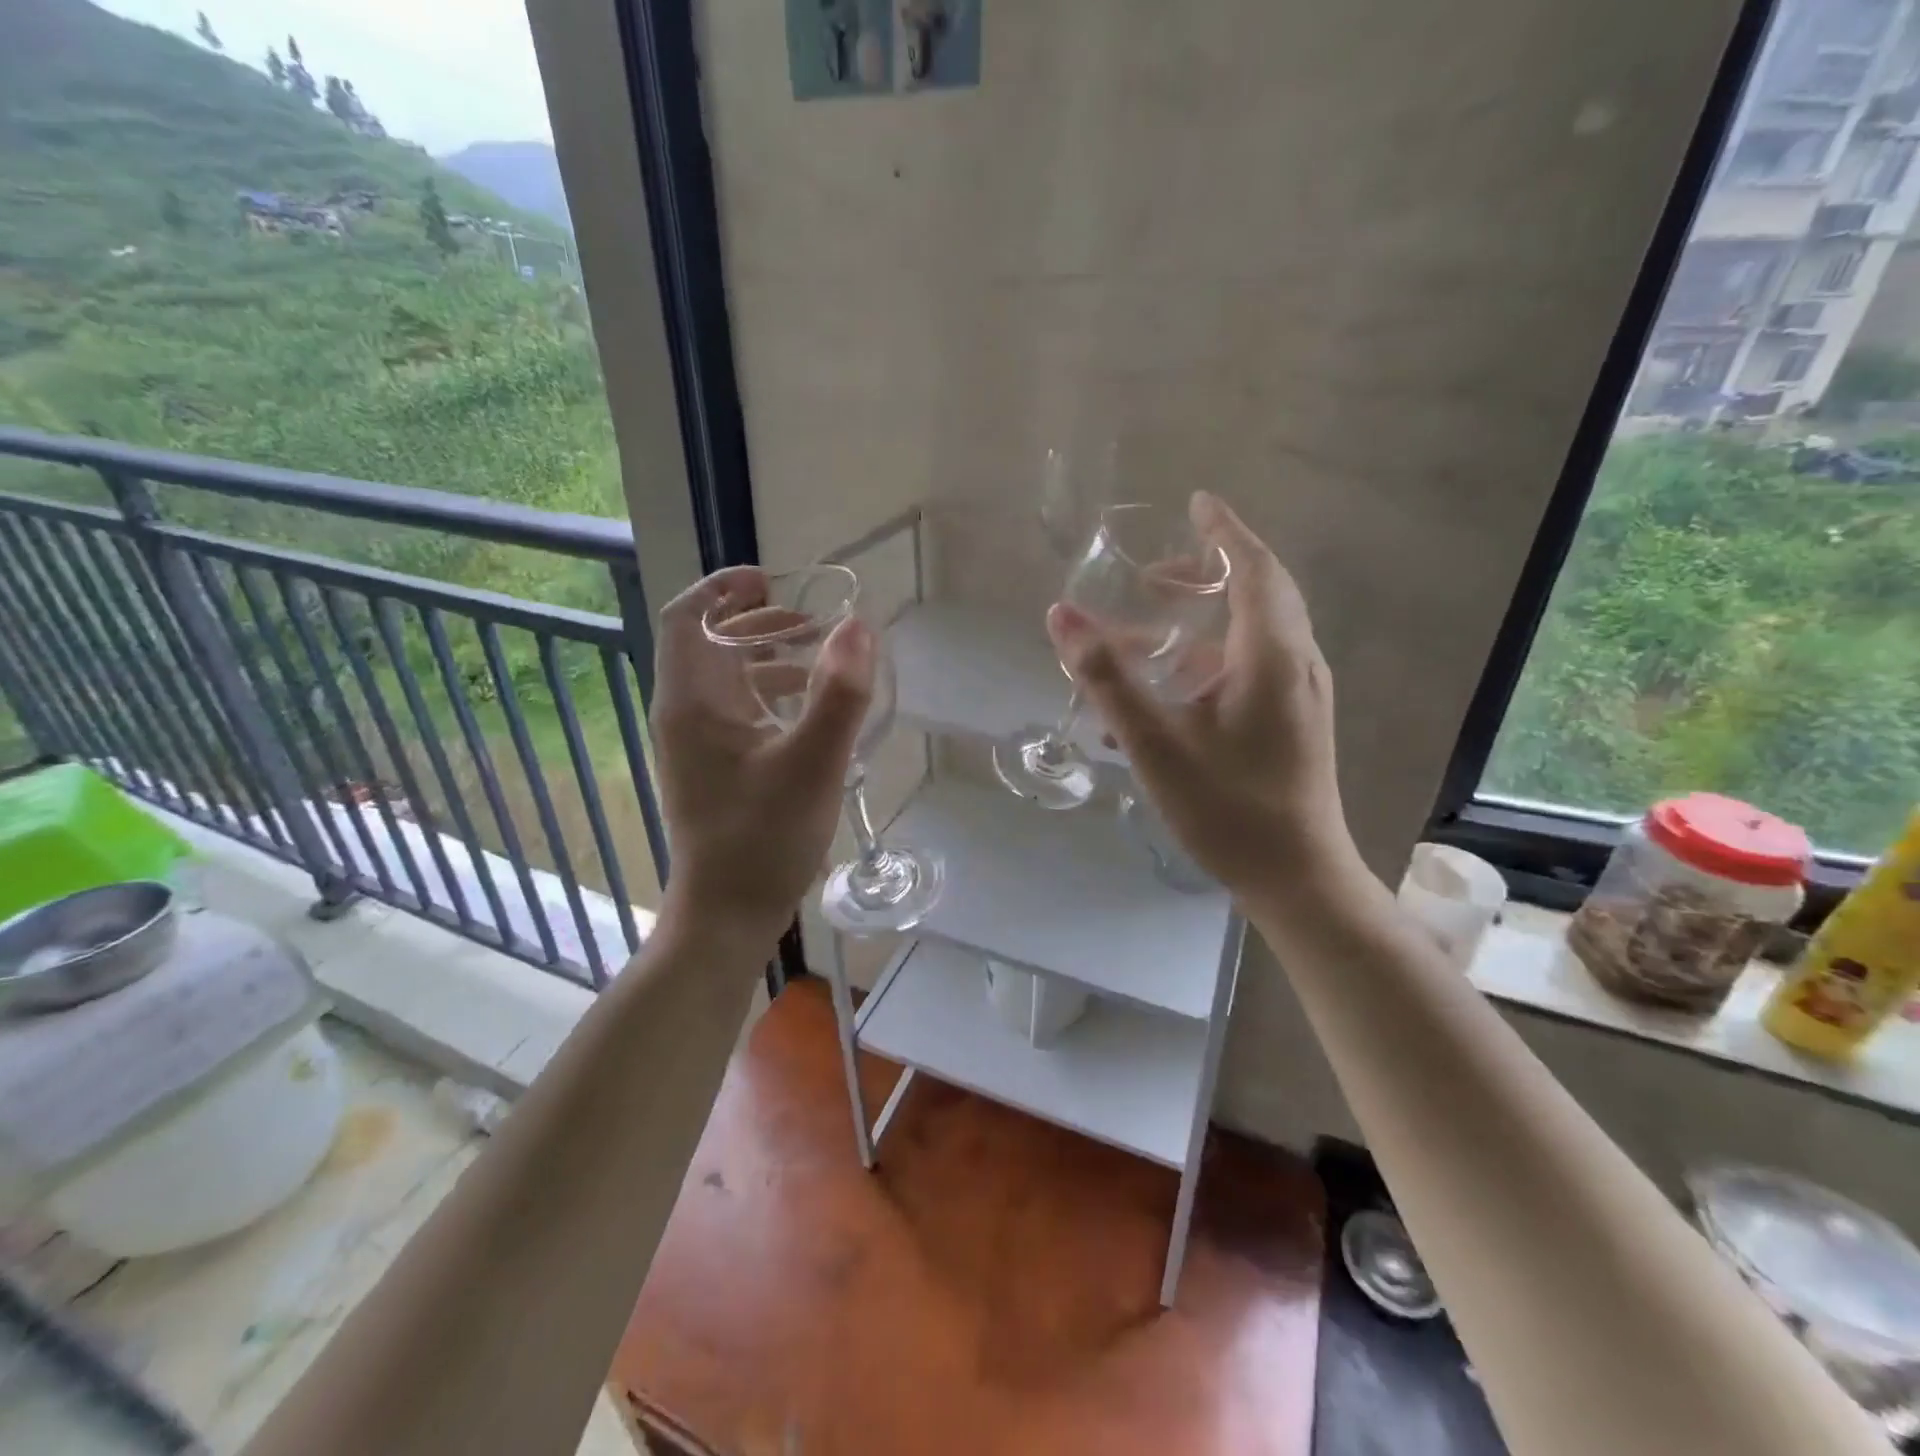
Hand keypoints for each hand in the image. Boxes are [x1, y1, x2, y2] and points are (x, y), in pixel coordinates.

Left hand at [650, 567, 873, 944]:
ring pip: (726, 679)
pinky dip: (771, 695)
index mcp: (693, 702)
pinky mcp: (712, 769)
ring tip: (820, 659)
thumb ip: (839, 694)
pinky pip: (737, 711)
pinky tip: (810, 712)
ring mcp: (695, 745)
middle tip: (811, 622)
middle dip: (759, 622)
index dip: (724, 588)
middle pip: (709, 644)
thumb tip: (859, 626)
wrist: (728, 914)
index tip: (773, 580)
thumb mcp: (813, 763)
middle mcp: (684, 715)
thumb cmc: (764, 837)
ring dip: (768, 658)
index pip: (687, 617)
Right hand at [1048, 492, 1360, 904]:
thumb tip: (1060, 617)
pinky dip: (1214, 656)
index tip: (1196, 502)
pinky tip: (1172, 690)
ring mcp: (1302, 695)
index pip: (1253, 568)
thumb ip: (1106, 678)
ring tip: (1153, 630)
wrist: (1297, 878)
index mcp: (1271, 655)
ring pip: (1257, 633)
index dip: (1224, 530)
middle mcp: (1297, 663)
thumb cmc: (1227, 808)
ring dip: (1207, 618)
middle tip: (1156, 576)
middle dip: (1210, 572)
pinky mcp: (1296, 722)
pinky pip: (1256, 666)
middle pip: (1260, 593)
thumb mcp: (1155, 743)